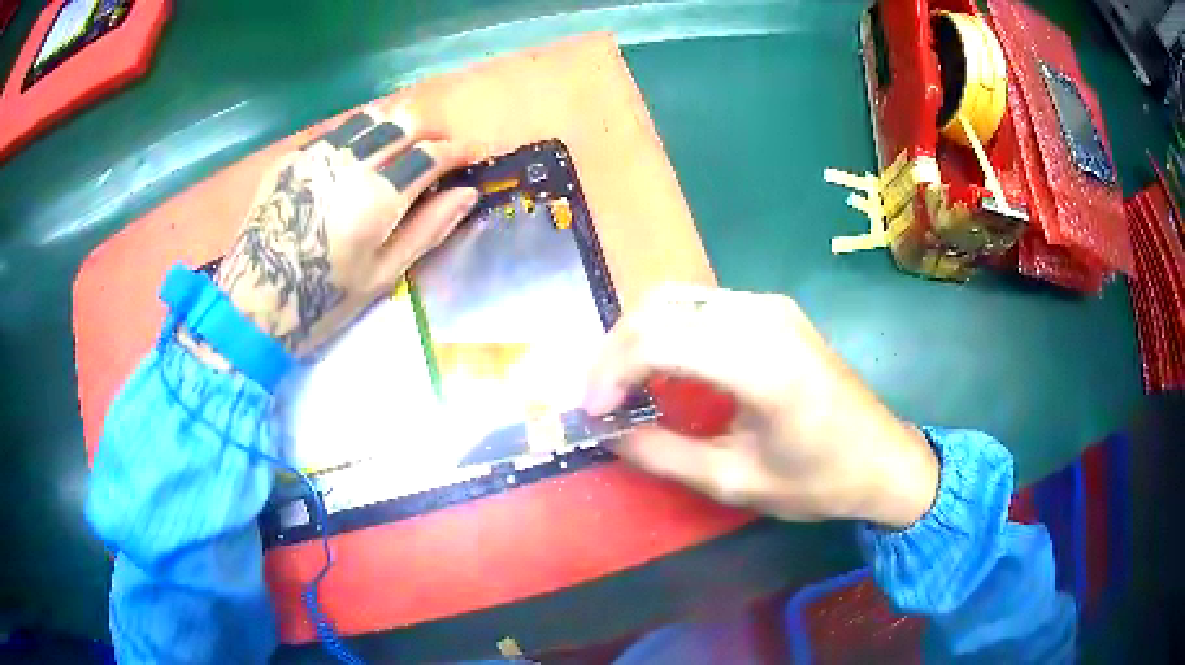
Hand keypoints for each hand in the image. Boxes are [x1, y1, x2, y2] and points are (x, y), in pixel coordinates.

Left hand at [214, 106, 477, 356]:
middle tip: (437, 150)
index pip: (430, 155)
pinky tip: (358, 156)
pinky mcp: (292, 157)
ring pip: (370, 118)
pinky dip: (359, 135)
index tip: (470, 155)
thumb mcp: (383, 275)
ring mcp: (316, 154)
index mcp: (377, 197)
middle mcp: (350, 162)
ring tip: (400, 146)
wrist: (254, 303)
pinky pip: (336, 132)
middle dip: (429, 132)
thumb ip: (428, 229)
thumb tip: (467, 193)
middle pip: (403, 125)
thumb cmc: (324, 300)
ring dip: (394, 126)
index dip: (456, 151)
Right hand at [583, 285, 938, 528]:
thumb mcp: (736, 481)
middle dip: (614, 350)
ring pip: (676, 298)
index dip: (610, 373)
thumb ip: (663, 454)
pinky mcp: (773, 309)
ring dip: (637, 335)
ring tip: (622, 384)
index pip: (657, 340)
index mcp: (761, 363)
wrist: (883, 458)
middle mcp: (762, 316)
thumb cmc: (819, 480)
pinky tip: (662, 366)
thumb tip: (608, 433)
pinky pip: (701, 305)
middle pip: (658, 307)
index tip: (592, 413)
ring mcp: (769, 305)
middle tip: (600, 399)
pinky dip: (666, 330)